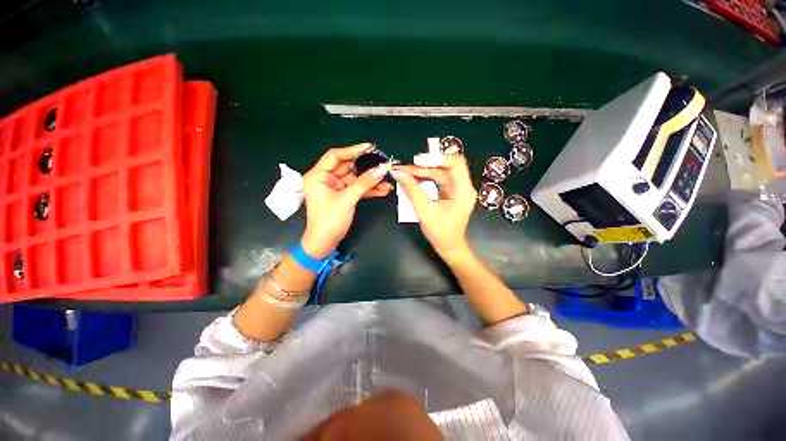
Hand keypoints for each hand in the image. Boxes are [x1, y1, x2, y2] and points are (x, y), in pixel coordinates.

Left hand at [301, 143, 392, 257]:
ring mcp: (335, 188)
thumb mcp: (347, 199)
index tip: (370, 147)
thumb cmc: (329, 220)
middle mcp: (326, 179)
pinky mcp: (342, 196)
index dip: (353, 150)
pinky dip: (368, 190)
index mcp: (318, 175)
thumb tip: (381, 170)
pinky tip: (382, 190)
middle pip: (348, 167)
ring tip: (387, 180)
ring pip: (355, 179)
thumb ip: (364, 183)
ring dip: (370, 180)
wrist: (325, 243)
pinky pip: (357, 189)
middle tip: (383, 164)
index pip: (336, 156)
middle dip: (366, 167)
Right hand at [392, 154, 476, 263]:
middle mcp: (462, 186)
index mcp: (463, 190)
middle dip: (423, 166)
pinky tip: (412, 179)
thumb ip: (411, 189)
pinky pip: (437, 181)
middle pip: (444, 168)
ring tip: (403, 172)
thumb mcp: (424, 210)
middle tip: (403, 168)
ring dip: (421, 172)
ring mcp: (456, 189)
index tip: (417, 160)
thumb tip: (397, 173)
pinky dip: (424, 179)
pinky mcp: (450, 193)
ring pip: (439, 173)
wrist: (449, 247)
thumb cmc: (440, 232)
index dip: (437, 158)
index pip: (455, 163)